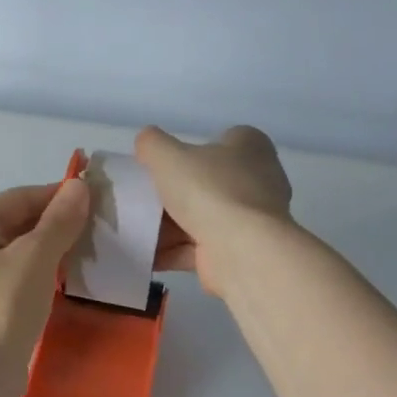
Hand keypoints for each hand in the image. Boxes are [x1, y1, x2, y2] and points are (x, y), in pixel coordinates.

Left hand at [0, 178, 90, 391]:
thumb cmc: (2, 307)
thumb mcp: (36, 258)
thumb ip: (59, 221)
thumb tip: (79, 186)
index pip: (19, 197)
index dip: (58, 196)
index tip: (96, 200)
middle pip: (17, 223)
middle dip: (57, 224)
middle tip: (98, 229)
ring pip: (19, 251)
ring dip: (52, 250)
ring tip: (90, 252)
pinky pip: (17, 276)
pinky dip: (41, 273)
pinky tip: (68, 279)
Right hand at [134, 125, 292, 296]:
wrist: (240, 251)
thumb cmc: (209, 191)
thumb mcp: (168, 156)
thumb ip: (152, 144)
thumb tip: (145, 142)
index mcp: (250, 147)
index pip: (223, 140)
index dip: (193, 150)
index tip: (165, 165)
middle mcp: (258, 180)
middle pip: (208, 183)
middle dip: (175, 195)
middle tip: (145, 199)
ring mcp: (251, 219)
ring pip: (203, 218)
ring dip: (170, 228)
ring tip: (138, 231)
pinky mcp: (241, 250)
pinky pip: (201, 248)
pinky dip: (175, 251)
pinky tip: (148, 256)